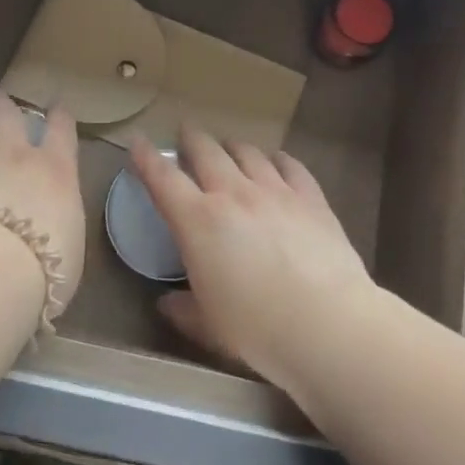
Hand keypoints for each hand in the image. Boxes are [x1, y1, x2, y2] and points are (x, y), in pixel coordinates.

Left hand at [0, 90, 86, 314]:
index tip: (57, 107)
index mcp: (54, 170)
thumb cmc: (45, 264)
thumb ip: (58, 224)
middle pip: (6, 114)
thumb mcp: (69, 245)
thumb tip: (50, 226)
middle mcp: (12, 156)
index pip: (62, 130)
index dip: (60, 116)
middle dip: (1, 103)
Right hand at [131, 129, 375, 391]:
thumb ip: (184, 310)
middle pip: (206, 151)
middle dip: (192, 139)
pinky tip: (277, 161)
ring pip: (247, 153)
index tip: (138, 142)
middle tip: (187, 134)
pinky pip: (291, 166)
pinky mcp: (311, 199)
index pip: (163, 178)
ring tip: (229, 147)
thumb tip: (167, 304)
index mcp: (197, 221)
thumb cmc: (256, 329)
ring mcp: (275, 192)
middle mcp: (233, 194)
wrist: (327, 324)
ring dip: (232, 147)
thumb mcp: (208, 327)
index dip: (147, 157)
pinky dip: (278, 159)